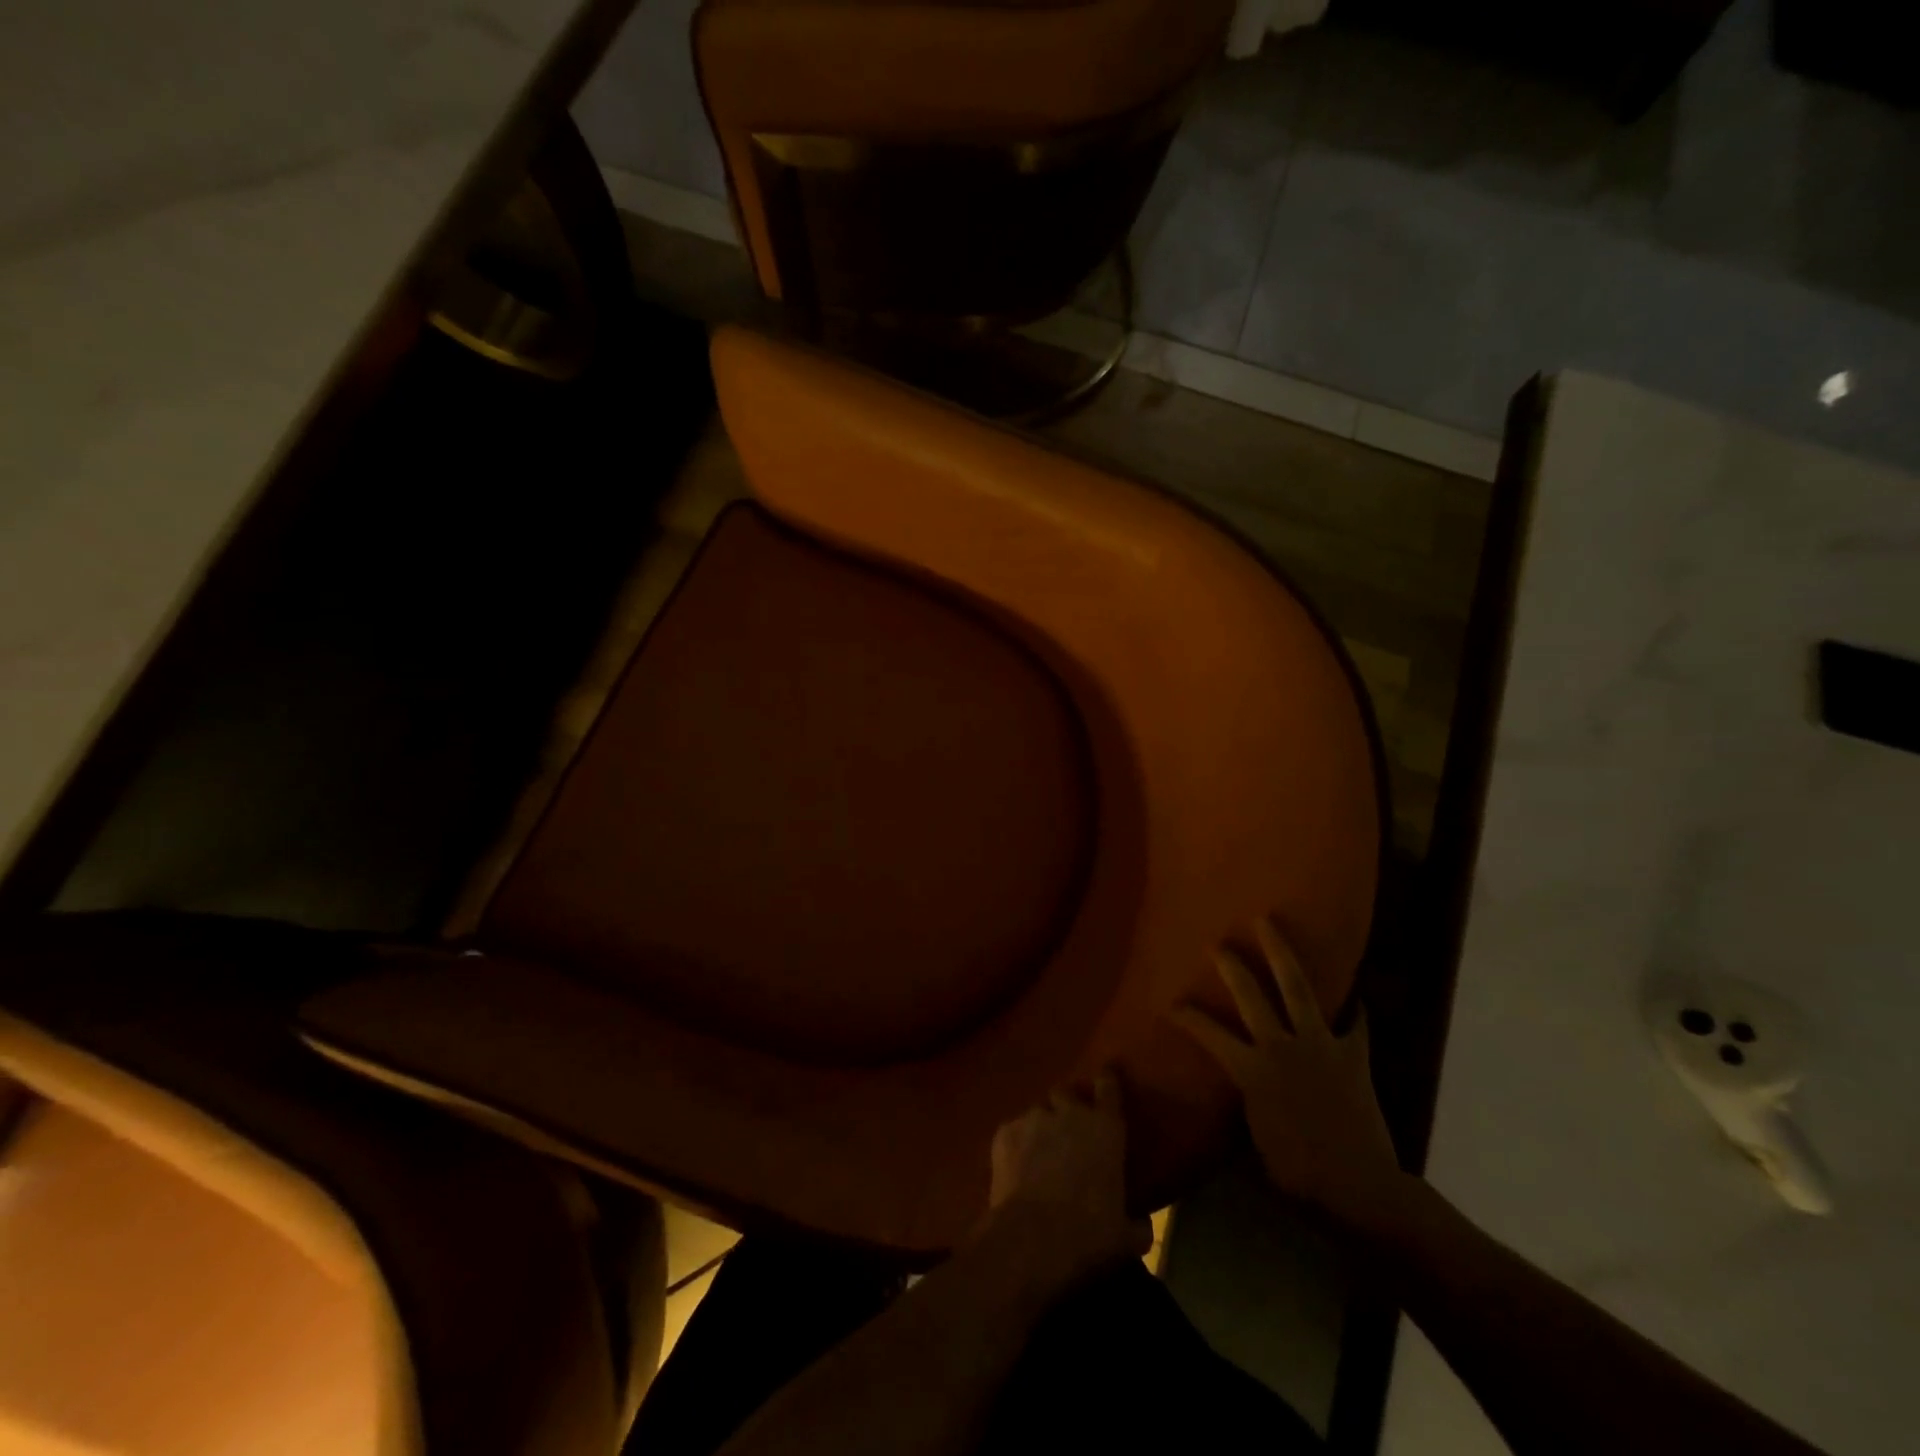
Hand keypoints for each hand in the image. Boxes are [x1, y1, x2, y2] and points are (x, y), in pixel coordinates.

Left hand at [981, 1072, 1150, 1284]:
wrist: (1032, 1238)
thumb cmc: (1089, 1233)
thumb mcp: (1125, 1237)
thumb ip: (1137, 1224)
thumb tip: (1142, 1225)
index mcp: (1105, 1128)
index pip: (1108, 1088)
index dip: (1107, 1079)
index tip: (1107, 1073)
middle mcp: (1069, 1113)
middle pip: (1066, 1092)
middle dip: (1067, 1104)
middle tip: (1068, 1126)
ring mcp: (1033, 1119)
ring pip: (1038, 1111)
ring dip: (1041, 1126)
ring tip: (1039, 1151)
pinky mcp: (1004, 1132)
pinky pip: (1013, 1131)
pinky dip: (1016, 1144)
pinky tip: (1016, 1167)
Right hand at [1174, 916, 1407, 1233]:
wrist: (1360, 1188)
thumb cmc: (1299, 1174)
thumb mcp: (1258, 1141)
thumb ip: (1247, 1105)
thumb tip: (1240, 1093)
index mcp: (1252, 1069)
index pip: (1210, 1034)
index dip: (1188, 1017)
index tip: (1172, 1004)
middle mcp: (1281, 1045)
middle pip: (1251, 995)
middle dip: (1232, 967)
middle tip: (1219, 944)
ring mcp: (1321, 1045)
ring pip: (1297, 988)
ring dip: (1281, 954)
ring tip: (1269, 924)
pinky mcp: (1354, 1056)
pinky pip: (1355, 1025)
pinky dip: (1354, 1009)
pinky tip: (1355, 994)